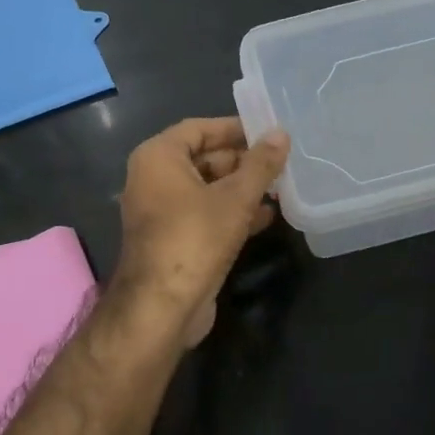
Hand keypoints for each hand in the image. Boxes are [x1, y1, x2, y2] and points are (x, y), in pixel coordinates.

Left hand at [115, 117, 290, 345]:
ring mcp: (161, 211)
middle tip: (280, 162)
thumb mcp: (236, 197)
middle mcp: (153, 179)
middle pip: (204, 158)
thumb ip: (260, 164)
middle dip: (243, 161)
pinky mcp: (173, 238)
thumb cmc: (196, 238)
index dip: (235, 128)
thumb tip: (281, 134)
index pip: (199, 128)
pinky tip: (266, 216)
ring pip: (207, 189)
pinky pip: (204, 214)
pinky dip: (231, 212)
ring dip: (242, 188)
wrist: (163, 306)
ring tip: (281, 187)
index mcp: (158, 158)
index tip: (269, 132)